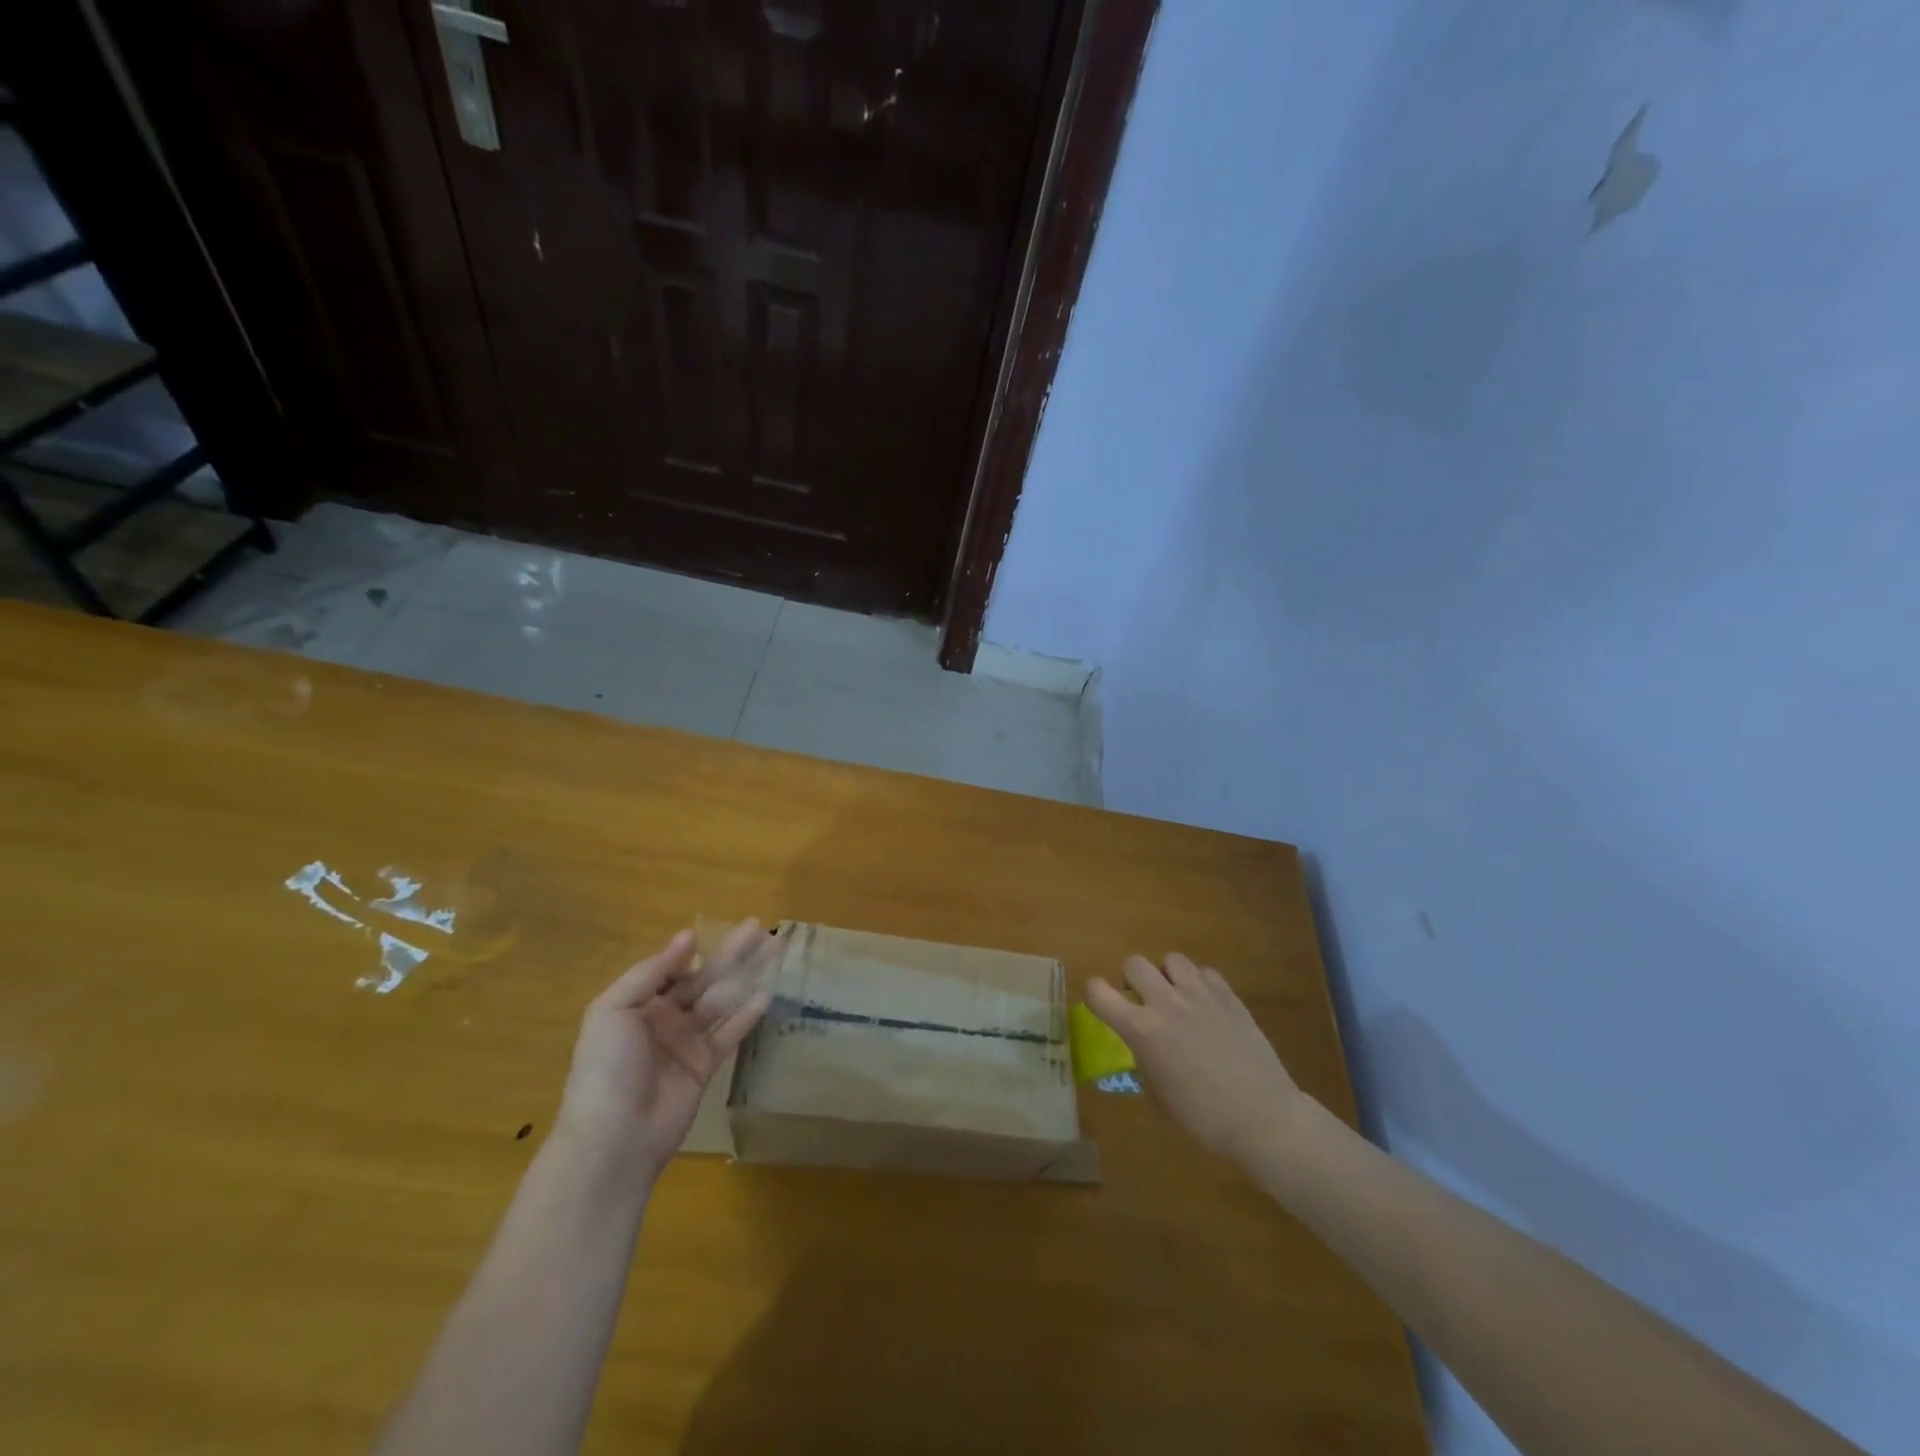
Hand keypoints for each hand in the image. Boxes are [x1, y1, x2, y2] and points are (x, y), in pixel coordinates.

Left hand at [556, 919, 776, 1181]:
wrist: (614, 1138)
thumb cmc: (607, 1069)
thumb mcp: (614, 1010)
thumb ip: (650, 972)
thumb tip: (687, 937)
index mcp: (637, 1002)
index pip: (672, 967)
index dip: (695, 948)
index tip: (720, 928)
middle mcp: (663, 1017)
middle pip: (704, 977)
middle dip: (731, 952)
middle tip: (760, 927)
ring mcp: (685, 1042)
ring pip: (722, 999)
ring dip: (746, 975)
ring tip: (774, 950)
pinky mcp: (704, 1066)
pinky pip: (729, 1034)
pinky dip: (747, 1015)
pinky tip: (767, 995)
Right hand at [1086, 954, 1307, 1165]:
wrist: (1262, 1116)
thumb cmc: (1203, 1117)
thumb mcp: (1158, 1095)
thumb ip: (1143, 1060)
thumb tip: (1141, 1048)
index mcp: (1142, 1029)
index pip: (1099, 992)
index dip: (1095, 994)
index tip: (1101, 1004)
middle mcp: (1166, 1002)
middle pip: (1134, 963)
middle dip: (1133, 979)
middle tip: (1143, 1001)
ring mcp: (1199, 994)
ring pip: (1171, 959)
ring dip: (1168, 975)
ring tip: (1177, 997)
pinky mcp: (1228, 995)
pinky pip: (1205, 972)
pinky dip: (1200, 984)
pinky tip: (1207, 1005)